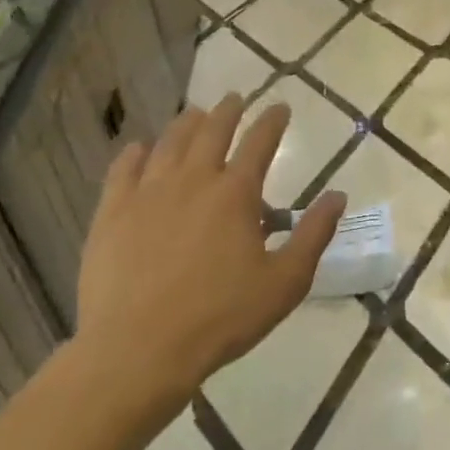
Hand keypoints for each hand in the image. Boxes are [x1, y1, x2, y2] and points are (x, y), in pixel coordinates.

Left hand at [70, 95, 345, 429]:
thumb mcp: (285, 282)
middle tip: (235, 98)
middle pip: (211, 132)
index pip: (259, 142)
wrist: (139, 350)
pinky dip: (136, 153)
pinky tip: (140, 149)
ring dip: (186, 124)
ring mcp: (147, 194)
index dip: (272, 121)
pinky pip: (123, 170)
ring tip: (195, 114)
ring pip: (168, 144)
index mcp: (235, 194)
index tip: (280, 106)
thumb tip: (338, 195)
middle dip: (228, 111)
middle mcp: (192, 181)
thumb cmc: (222, 317)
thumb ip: (314, 234)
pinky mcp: (111, 215)